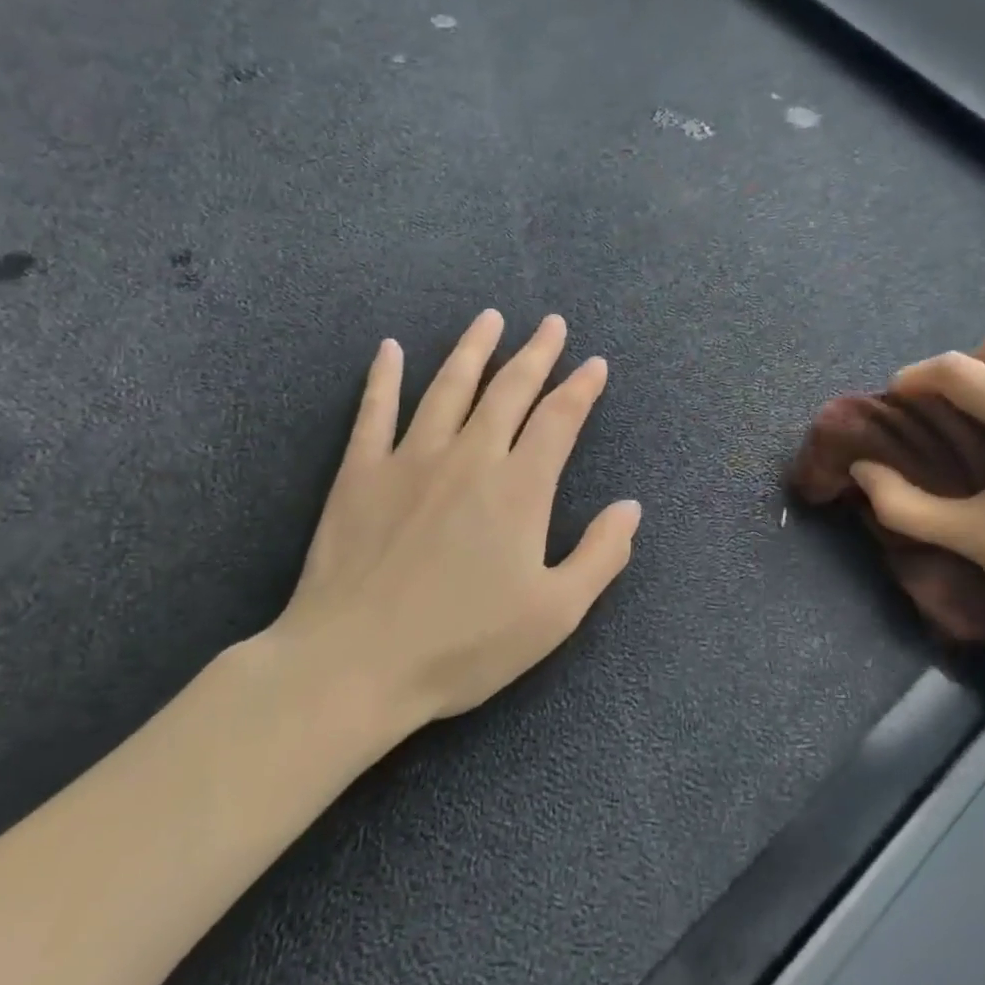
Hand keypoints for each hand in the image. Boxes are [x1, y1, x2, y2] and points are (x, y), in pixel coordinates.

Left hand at [265, 309, 640, 761]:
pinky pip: (373, 411)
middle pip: (509, 390)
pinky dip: (383, 376)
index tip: (595, 363)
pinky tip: (389, 349)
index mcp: (519, 488)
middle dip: (536, 354)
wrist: (353, 665)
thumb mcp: (554, 614)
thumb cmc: (463, 645)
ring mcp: (410, 460)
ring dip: (473, 349)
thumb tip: (631, 507)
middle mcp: (469, 457)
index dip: (581, 388)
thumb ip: (601, 555)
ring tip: (490, 318)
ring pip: (448, 387)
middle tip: (551, 324)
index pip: (558, 420)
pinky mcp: (360, 474)